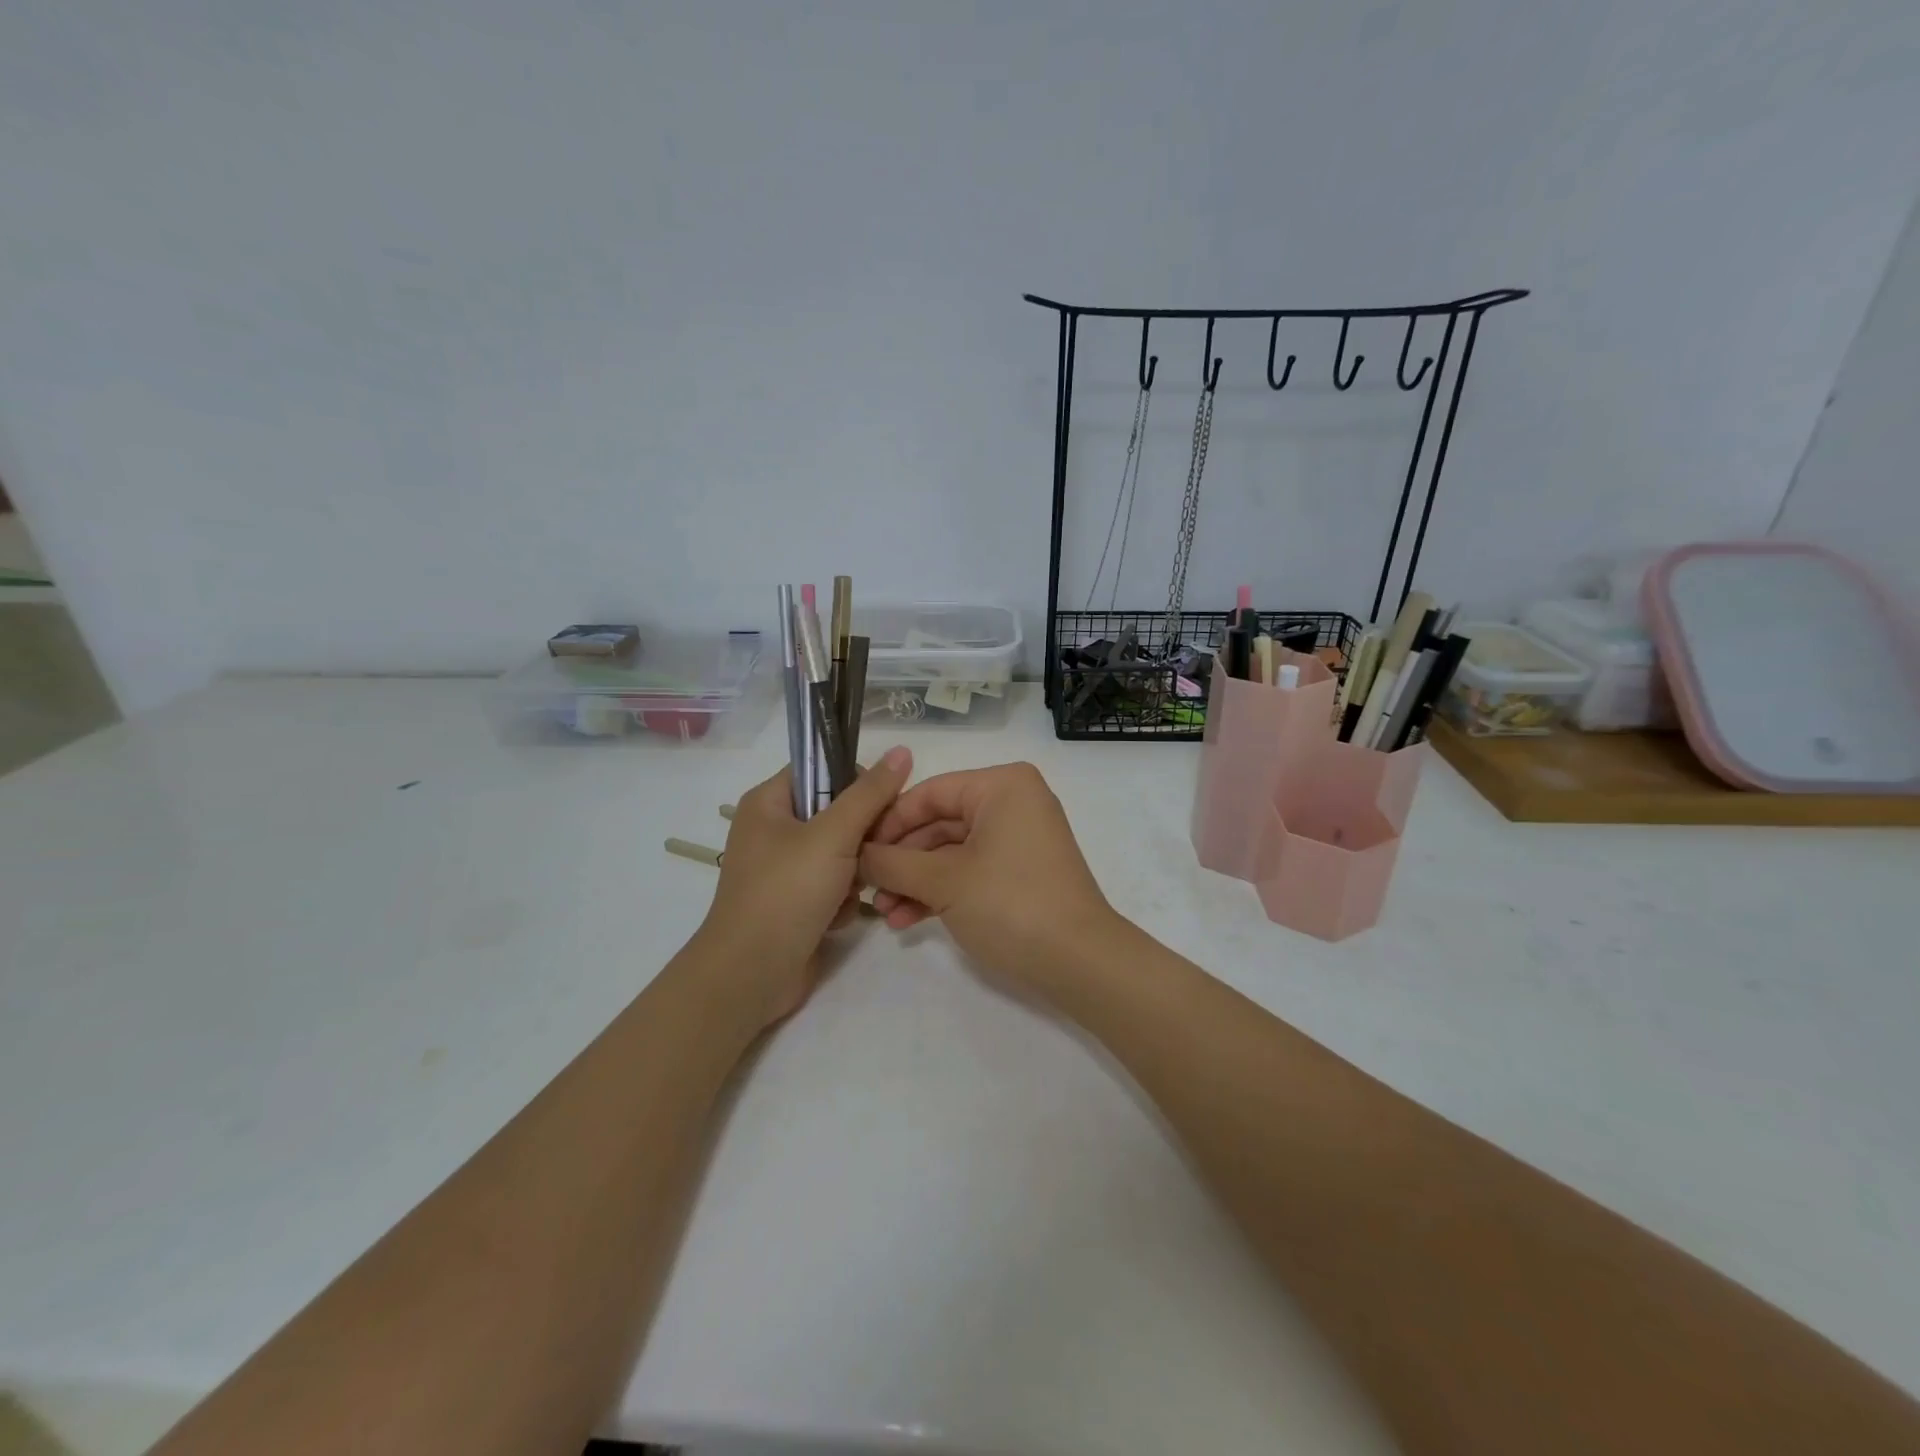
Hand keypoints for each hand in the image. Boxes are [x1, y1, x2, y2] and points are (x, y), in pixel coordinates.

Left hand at [695, 744, 912, 1028]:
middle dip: (861, 836)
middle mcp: (774, 830)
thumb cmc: (786, 892)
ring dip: (855, 872)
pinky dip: (843, 899)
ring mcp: (785, 868)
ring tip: (853, 891)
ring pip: (842, 851)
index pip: (821, 769)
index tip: (884, 804)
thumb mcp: (833, 835)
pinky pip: (835, 884)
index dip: (855, 780)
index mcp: (768, 802)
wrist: (752, 974)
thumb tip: (903, 750)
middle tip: (873, 851)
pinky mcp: (797, 901)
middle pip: (837, 812)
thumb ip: (870, 794)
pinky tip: (838, 917)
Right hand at [859, 762, 1118, 1003]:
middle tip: (866, 889)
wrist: (1080, 962)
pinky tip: (908, 920)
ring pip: (952, 852)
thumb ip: (893, 862)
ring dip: (916, 882)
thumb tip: (857, 855)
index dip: (888, 823)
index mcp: (1001, 786)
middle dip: (901, 860)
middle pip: (939, 823)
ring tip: (885, 914)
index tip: (854, 852)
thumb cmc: (1010, 904)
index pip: (929, 793)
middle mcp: (1012, 802)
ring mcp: (1019, 839)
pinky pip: (971, 870)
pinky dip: (941, 892)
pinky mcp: (1021, 872)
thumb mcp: (943, 881)